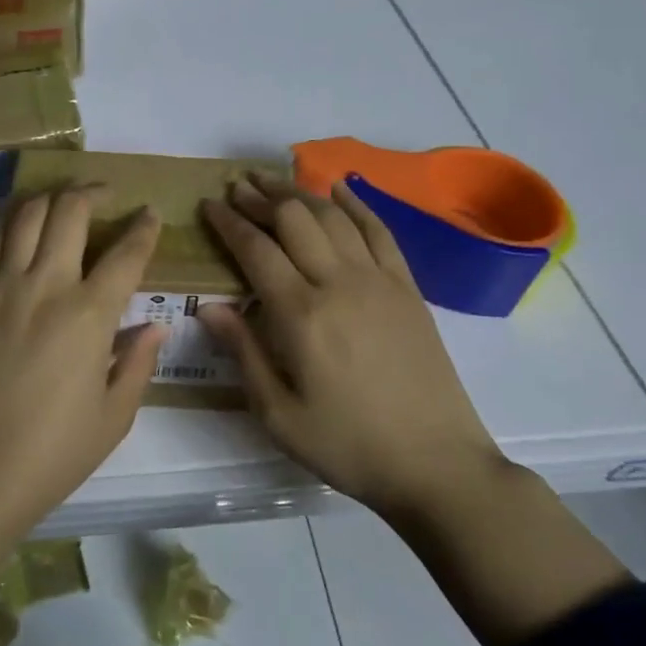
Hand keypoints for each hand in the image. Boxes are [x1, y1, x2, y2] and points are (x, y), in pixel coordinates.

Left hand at [0, 185, 164, 623]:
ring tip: (64, 203)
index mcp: (89, 316)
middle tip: (106, 196)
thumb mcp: (115, 415)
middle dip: (93, 193)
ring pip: (26, 212)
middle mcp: (46, 285)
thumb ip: (138, 362)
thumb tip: (154, 327)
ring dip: (51, 198)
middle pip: (70, 211)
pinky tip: (23, 227)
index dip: (144, 228)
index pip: (126, 253)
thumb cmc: (54, 452)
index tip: (150, 215)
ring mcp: (1, 285)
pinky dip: (12, 221)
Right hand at [202, 174, 632, 645]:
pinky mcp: (408, 288)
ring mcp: (379, 281)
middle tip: (237, 186)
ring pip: (333, 217)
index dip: (228, 222)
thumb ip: (243, 353)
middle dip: (260, 197)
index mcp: (301, 314)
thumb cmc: (348, 445)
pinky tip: (340, 189)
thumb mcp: (279, 414)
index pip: (256, 249)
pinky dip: (357, 204)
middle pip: (293, 220)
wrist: (437, 465)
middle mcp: (339, 283)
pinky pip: (380, 231)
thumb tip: (208, 306)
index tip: (209, 204)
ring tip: (273, 180)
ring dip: (299, 193)